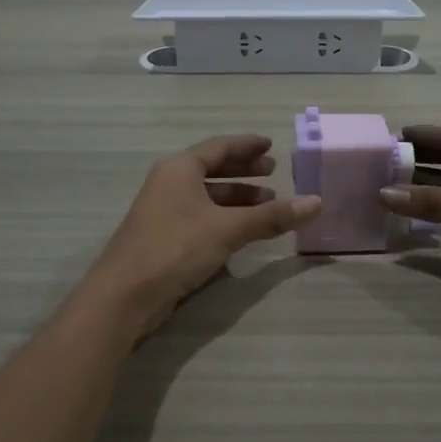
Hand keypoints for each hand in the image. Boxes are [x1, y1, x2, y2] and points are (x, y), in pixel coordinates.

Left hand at [87, 135, 321, 333]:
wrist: (124, 295)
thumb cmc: (175, 248)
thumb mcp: (228, 229)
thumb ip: (271, 216)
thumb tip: (316, 202)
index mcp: (179, 169)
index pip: (218, 147)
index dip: (246, 146)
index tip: (271, 146)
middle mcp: (169, 184)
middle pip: (212, 170)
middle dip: (244, 172)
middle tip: (273, 173)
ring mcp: (164, 212)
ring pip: (207, 197)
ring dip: (237, 199)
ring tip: (268, 205)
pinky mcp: (164, 239)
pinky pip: (201, 218)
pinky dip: (224, 219)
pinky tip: (244, 232)